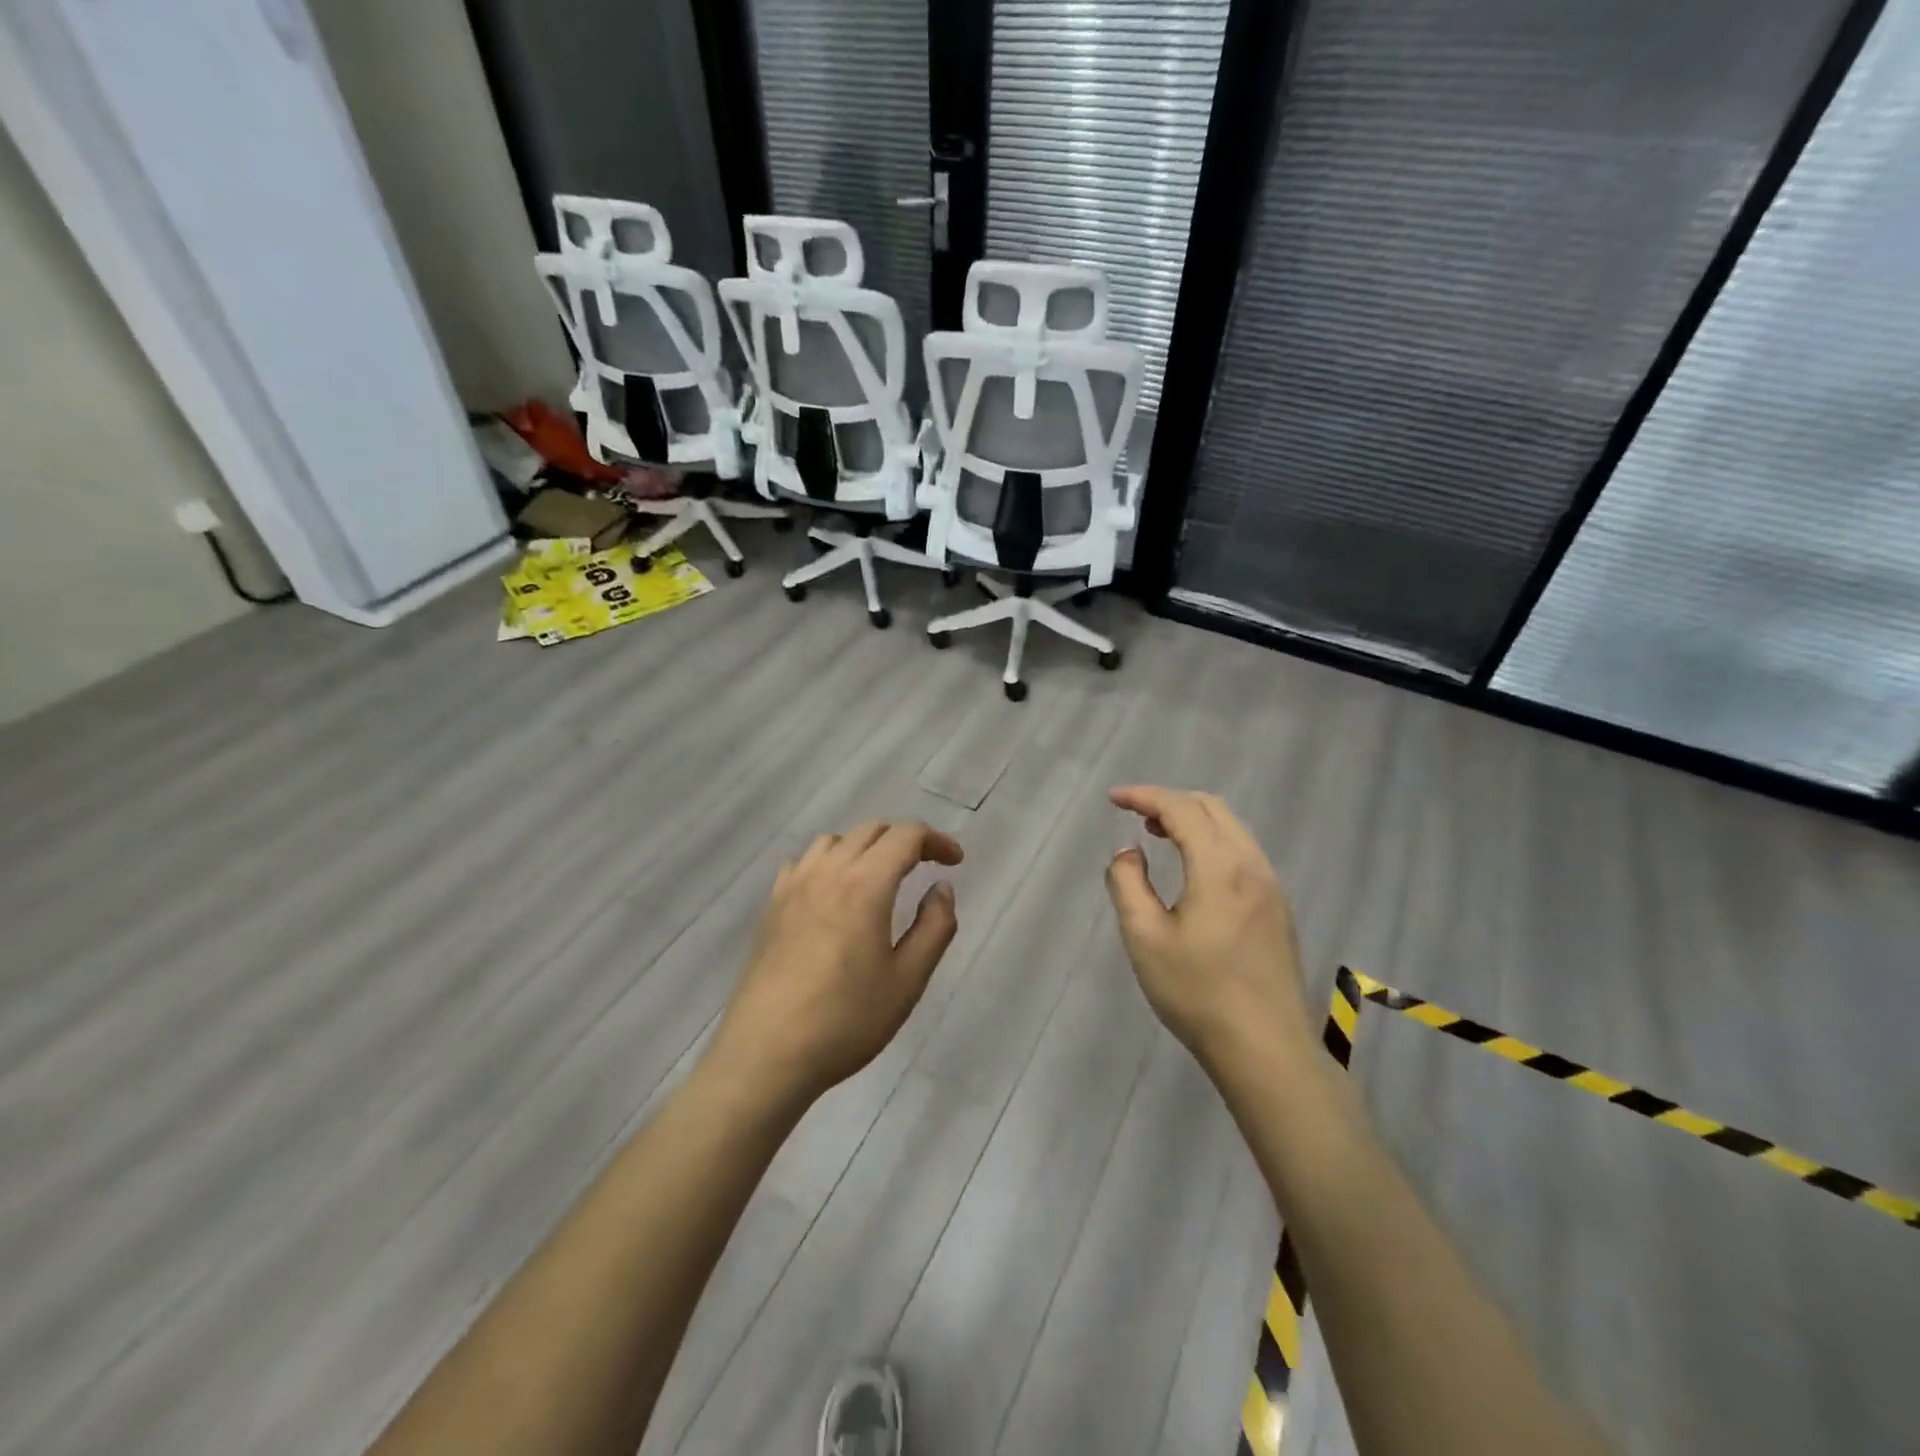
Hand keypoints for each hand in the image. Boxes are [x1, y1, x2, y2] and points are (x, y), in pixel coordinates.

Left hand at [709, 820, 963, 1107]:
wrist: (767, 1055)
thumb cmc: (846, 1021)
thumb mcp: (908, 980)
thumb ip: (934, 927)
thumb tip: (941, 888)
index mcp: (865, 885)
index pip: (906, 836)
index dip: (936, 840)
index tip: (955, 862)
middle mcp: (827, 873)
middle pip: (871, 830)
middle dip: (904, 840)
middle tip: (926, 867)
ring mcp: (793, 887)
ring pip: (834, 841)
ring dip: (865, 847)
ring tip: (880, 878)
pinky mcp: (771, 907)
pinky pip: (802, 862)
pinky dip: (828, 862)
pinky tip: (833, 892)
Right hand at [1104, 786, 1313, 1073]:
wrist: (1266, 1049)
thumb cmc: (1197, 992)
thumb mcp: (1144, 938)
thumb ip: (1128, 884)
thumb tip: (1128, 852)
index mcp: (1219, 866)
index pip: (1181, 808)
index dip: (1145, 796)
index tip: (1114, 799)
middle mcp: (1252, 865)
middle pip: (1212, 808)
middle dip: (1170, 801)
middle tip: (1135, 815)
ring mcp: (1271, 886)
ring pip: (1232, 828)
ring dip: (1194, 820)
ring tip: (1159, 836)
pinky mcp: (1278, 908)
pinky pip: (1243, 851)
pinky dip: (1213, 841)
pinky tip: (1194, 869)